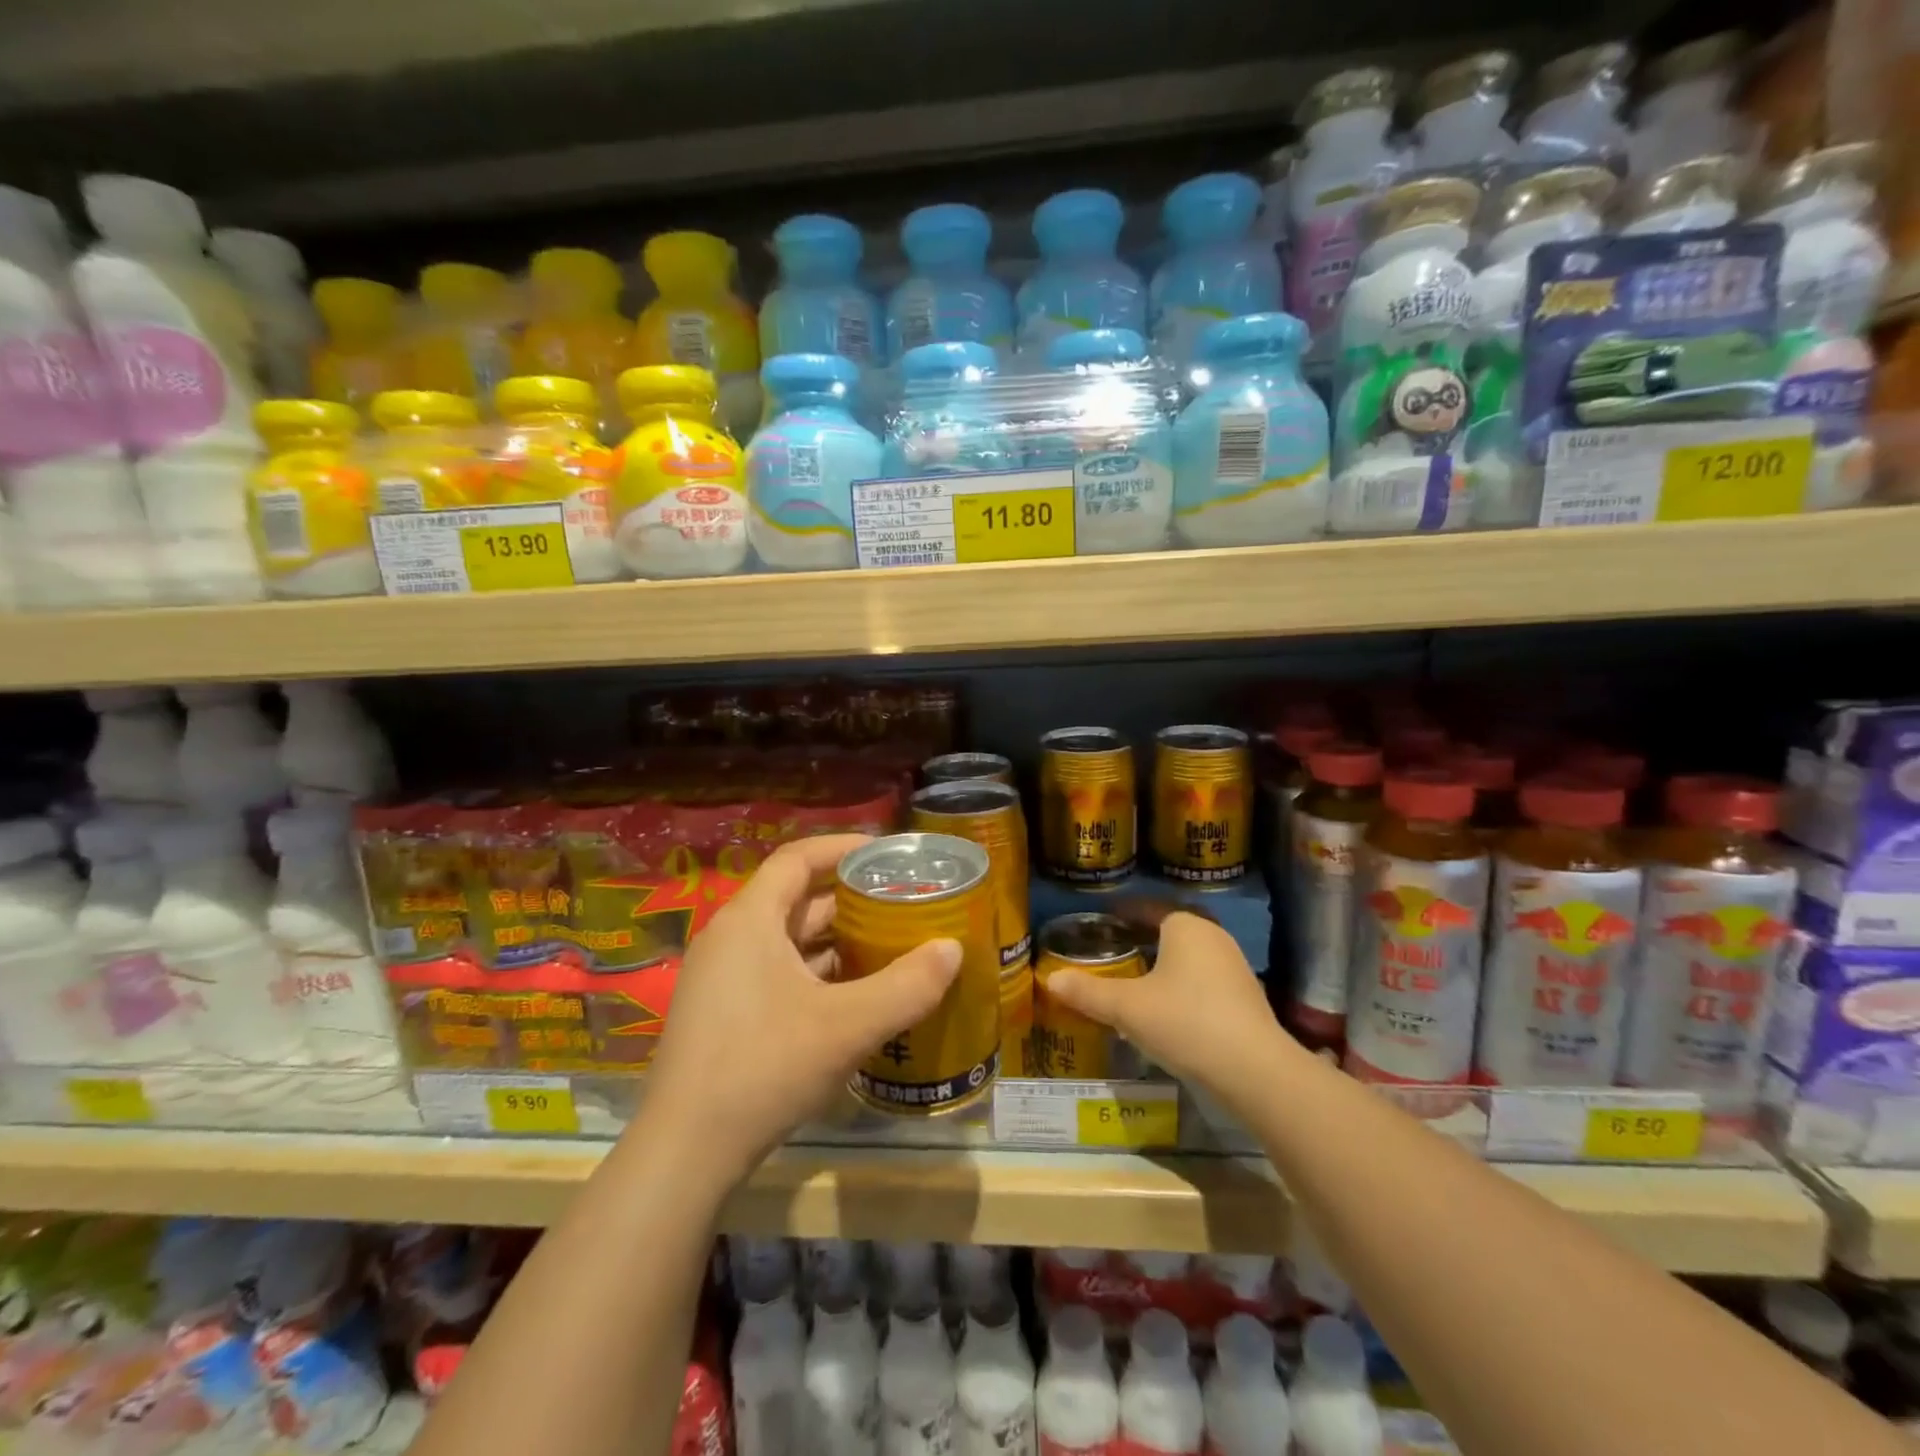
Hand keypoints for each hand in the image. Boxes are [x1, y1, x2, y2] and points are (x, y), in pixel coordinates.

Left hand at [638, 834, 962, 1182]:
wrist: (684, 1153)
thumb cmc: (764, 1067)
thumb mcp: (847, 1025)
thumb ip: (907, 986)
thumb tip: (952, 949)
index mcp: (750, 920)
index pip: (797, 859)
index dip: (842, 848)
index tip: (886, 853)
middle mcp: (730, 939)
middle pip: (795, 900)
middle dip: (850, 900)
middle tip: (901, 904)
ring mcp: (722, 980)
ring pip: (788, 942)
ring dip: (836, 941)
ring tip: (889, 946)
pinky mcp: (722, 1016)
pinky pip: (777, 974)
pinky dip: (816, 975)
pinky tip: (854, 997)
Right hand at [1043, 909, 1289, 1103]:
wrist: (1255, 1071)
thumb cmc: (1185, 1021)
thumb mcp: (1126, 1007)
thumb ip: (1087, 992)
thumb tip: (1049, 979)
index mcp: (1185, 925)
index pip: (1148, 907)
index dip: (1122, 912)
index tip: (1101, 920)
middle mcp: (1213, 936)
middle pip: (1171, 929)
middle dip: (1144, 937)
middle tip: (1114, 948)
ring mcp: (1235, 966)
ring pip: (1190, 955)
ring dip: (1165, 962)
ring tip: (1136, 978)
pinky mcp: (1246, 998)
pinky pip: (1205, 979)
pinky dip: (1184, 985)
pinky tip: (1168, 1008)